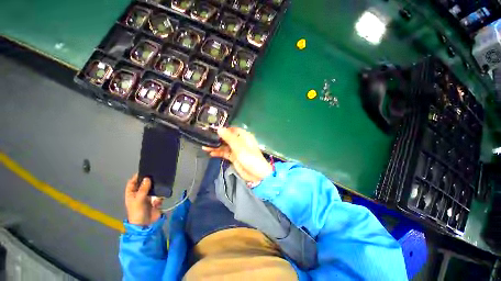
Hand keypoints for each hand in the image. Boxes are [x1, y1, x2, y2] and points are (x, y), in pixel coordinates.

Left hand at [125, 174, 163, 225]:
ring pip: (152, 188)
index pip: (132, 183)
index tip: (144, 171)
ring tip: (162, 178)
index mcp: (132, 194)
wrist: (146, 224)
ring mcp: (148, 197)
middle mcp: (139, 194)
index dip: (136, 177)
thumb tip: (147, 178)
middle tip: (155, 173)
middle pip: (143, 184)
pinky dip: (161, 192)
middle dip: (148, 179)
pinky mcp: (156, 200)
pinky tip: (164, 188)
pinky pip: (159, 193)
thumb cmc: (138, 212)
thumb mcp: (138, 200)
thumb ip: (143, 189)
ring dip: (156, 185)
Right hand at [203, 127, 272, 182]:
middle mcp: (240, 141)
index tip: (213, 129)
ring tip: (205, 146)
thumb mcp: (239, 147)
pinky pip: (225, 153)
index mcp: (244, 136)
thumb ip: (229, 138)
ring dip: (216, 146)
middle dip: (217, 138)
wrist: (256, 174)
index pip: (232, 129)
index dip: (223, 129)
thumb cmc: (250, 158)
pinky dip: (219, 153)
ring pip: (225, 146)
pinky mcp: (234, 157)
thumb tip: (219, 128)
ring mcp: (236, 150)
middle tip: (205, 138)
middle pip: (227, 138)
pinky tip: (211, 153)